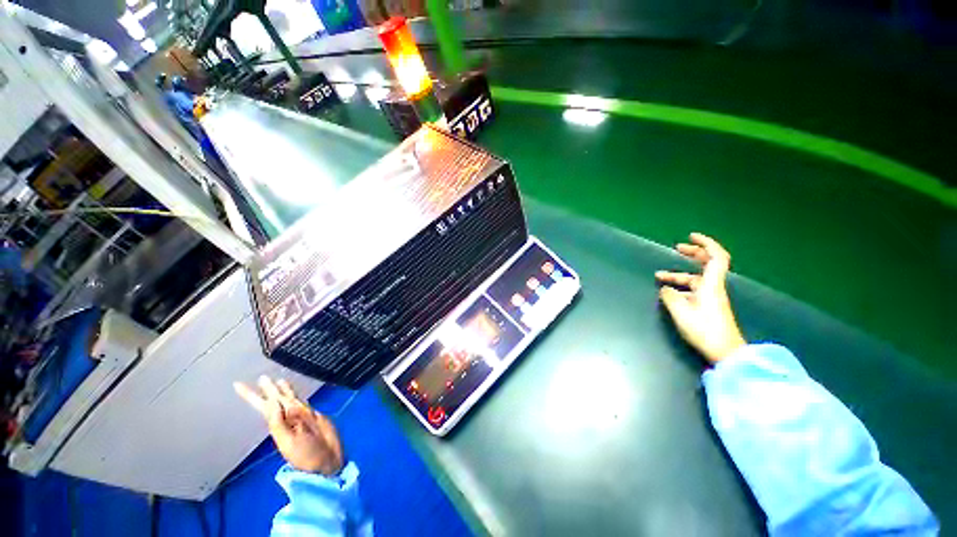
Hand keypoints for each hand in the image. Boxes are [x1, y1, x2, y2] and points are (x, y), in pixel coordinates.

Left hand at [234, 376, 344, 475]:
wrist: (326, 460)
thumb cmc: (305, 455)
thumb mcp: (287, 441)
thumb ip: (278, 421)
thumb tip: (273, 401)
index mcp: (277, 424)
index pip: (262, 406)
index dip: (250, 396)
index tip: (238, 385)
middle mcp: (287, 418)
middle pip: (276, 400)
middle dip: (268, 389)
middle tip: (262, 377)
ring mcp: (301, 415)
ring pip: (289, 398)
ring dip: (282, 390)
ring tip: (276, 380)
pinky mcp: (314, 414)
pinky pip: (303, 400)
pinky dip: (297, 394)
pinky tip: (292, 390)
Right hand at [656, 233, 746, 363]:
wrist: (725, 351)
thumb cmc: (704, 329)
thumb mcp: (681, 312)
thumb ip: (670, 296)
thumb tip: (665, 289)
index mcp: (711, 285)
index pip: (716, 257)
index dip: (705, 244)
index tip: (690, 237)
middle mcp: (713, 287)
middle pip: (708, 264)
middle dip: (693, 254)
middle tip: (677, 248)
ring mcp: (711, 297)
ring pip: (696, 279)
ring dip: (679, 275)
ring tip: (659, 276)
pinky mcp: (708, 306)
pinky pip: (694, 289)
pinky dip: (681, 286)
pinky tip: (669, 292)